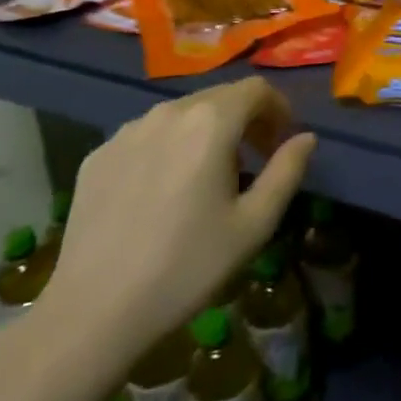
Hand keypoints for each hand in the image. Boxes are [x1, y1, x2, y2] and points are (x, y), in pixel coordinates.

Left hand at [32, 78, 314, 374]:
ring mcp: (126, 131)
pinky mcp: (98, 155)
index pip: (256, 89)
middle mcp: (167, 112)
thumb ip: (287, 171)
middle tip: (253, 161)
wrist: (95, 311)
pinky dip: (169, 148)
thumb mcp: (254, 224)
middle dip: (245, 120)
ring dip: (206, 132)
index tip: (282, 142)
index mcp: (210, 122)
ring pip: (181, 114)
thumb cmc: (188, 266)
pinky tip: (164, 192)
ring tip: (208, 177)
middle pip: (218, 96)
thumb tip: (306, 138)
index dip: (279, 108)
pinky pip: (147, 136)